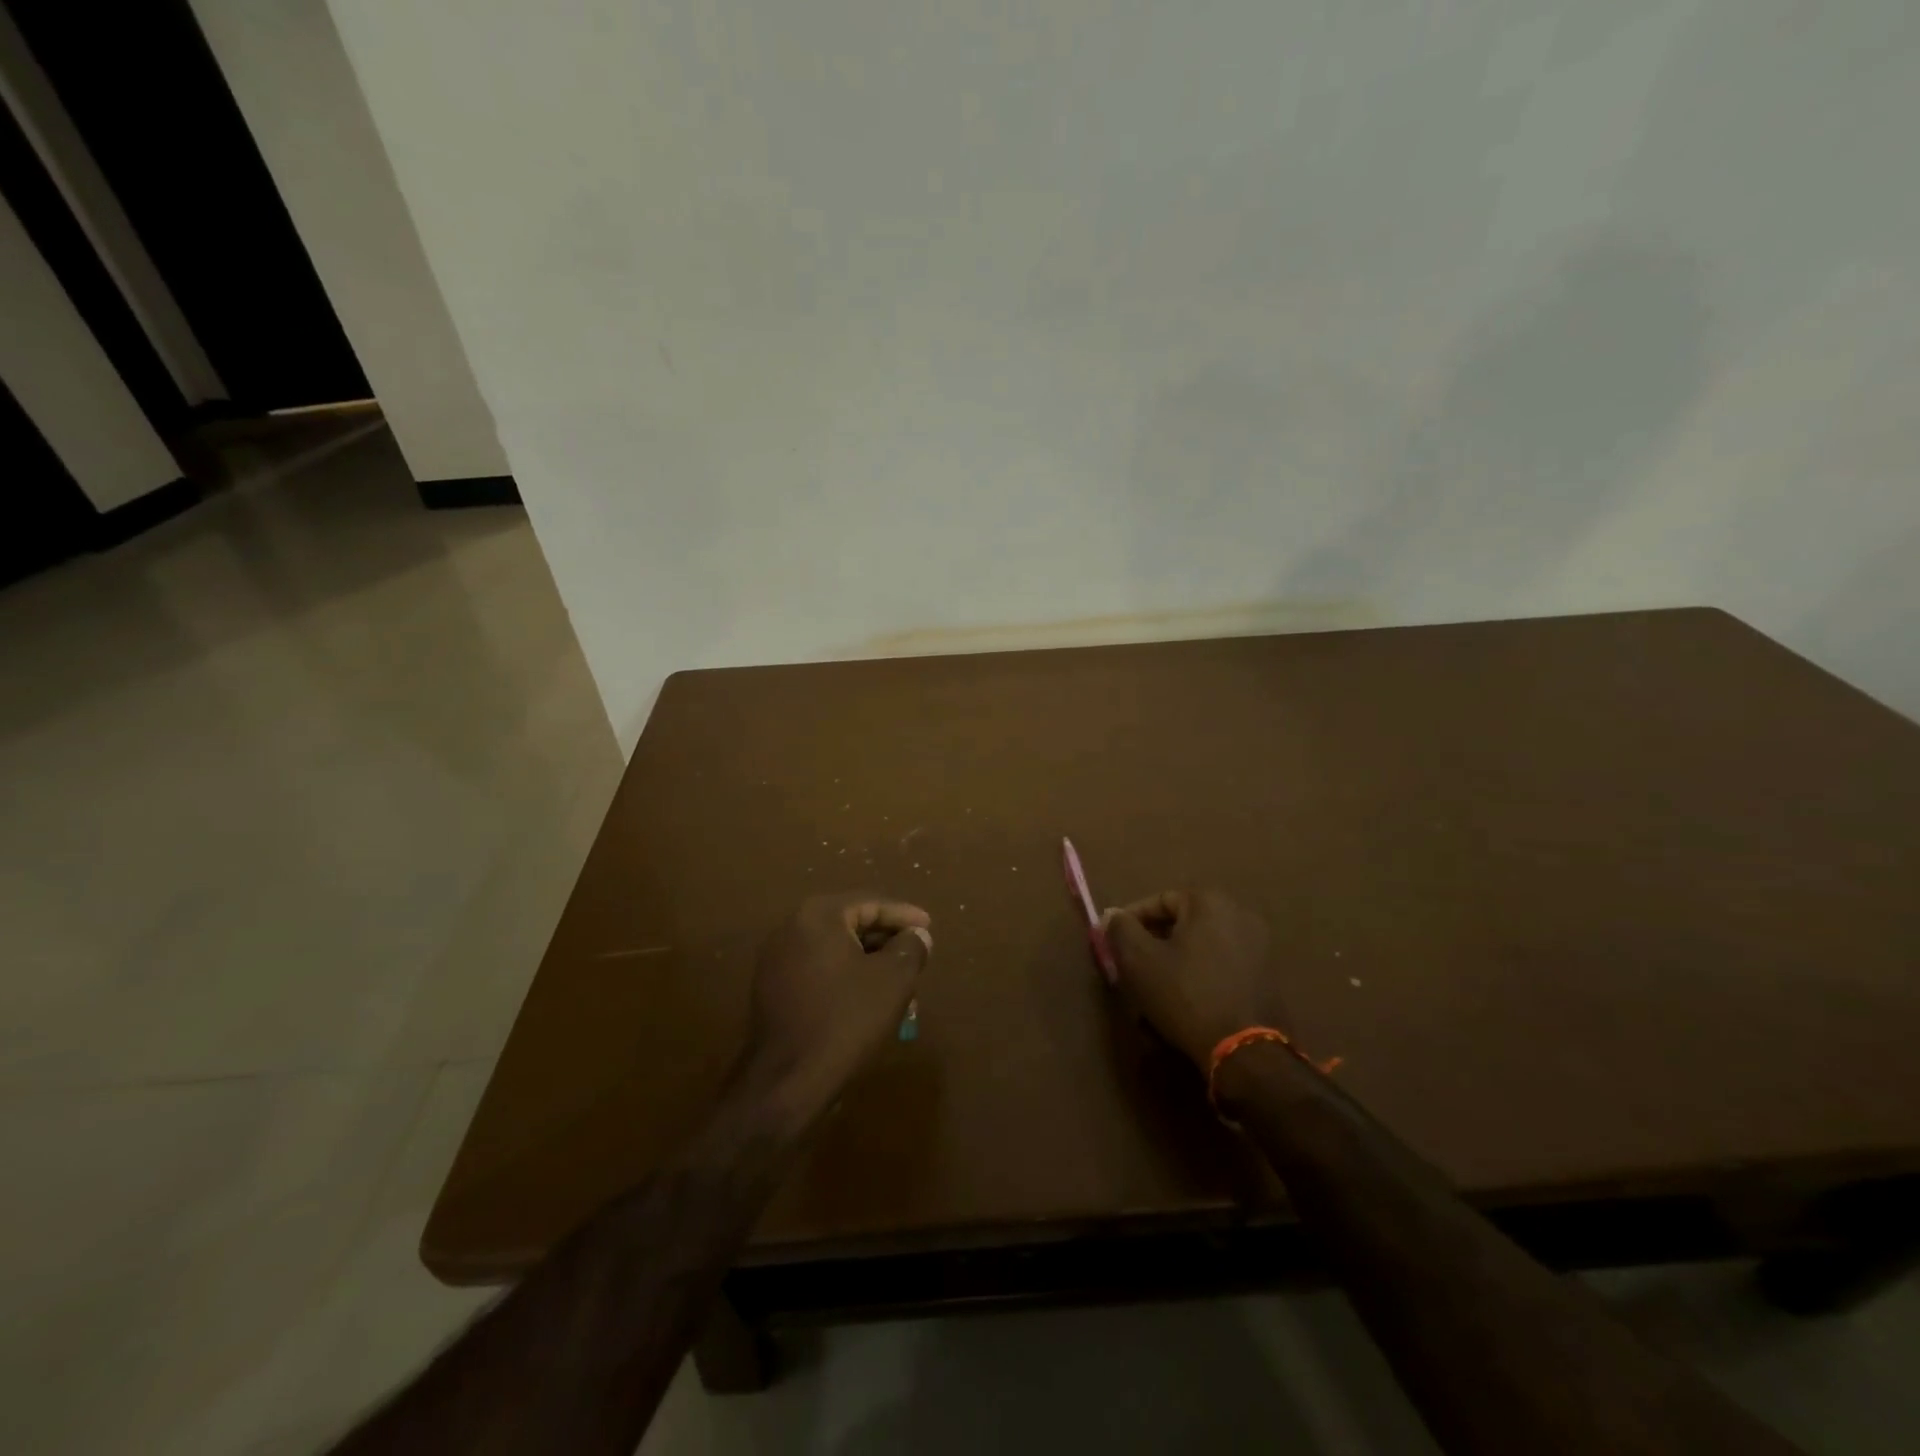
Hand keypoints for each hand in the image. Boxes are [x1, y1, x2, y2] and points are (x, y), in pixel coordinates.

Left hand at [742, 892, 931, 1125]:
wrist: (786, 1082)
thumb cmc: (845, 1020)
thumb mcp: (893, 980)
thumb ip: (911, 947)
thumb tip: (917, 935)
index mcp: (818, 916)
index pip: (870, 903)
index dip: (904, 915)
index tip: (930, 926)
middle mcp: (791, 929)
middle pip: (851, 925)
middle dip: (888, 943)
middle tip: (917, 958)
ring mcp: (777, 961)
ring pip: (837, 952)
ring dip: (870, 965)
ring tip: (901, 988)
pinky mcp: (773, 991)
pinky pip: (820, 973)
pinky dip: (847, 980)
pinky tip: (870, 1004)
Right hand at [1100, 888, 1286, 1070]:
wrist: (1245, 1050)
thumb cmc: (1185, 995)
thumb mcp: (1139, 960)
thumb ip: (1120, 928)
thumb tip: (1113, 915)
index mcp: (1209, 902)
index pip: (1159, 900)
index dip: (1131, 920)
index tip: (1114, 942)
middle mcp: (1240, 913)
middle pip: (1183, 921)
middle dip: (1155, 940)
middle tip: (1134, 964)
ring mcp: (1260, 945)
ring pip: (1203, 944)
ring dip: (1178, 959)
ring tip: (1157, 985)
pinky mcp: (1268, 974)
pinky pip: (1223, 964)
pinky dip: (1202, 973)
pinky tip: (1187, 998)